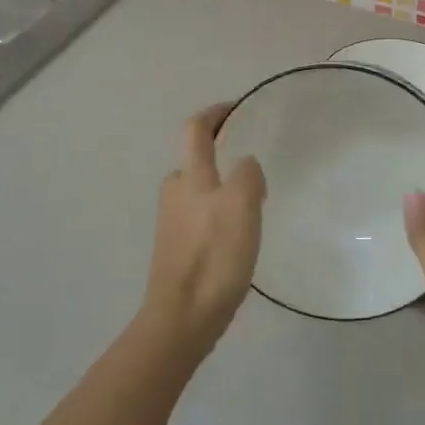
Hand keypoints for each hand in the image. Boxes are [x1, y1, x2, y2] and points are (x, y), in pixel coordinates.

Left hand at [141, 103, 266, 362]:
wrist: (182, 317)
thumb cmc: (214, 256)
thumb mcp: (242, 205)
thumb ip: (247, 175)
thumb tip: (246, 165)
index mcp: (190, 178)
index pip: (196, 130)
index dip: (215, 113)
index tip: (237, 107)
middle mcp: (175, 194)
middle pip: (193, 160)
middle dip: (219, 152)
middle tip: (251, 163)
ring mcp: (172, 223)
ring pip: (198, 191)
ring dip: (221, 186)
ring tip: (253, 201)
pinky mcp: (176, 249)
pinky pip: (200, 217)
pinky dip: (218, 213)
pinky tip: (238, 234)